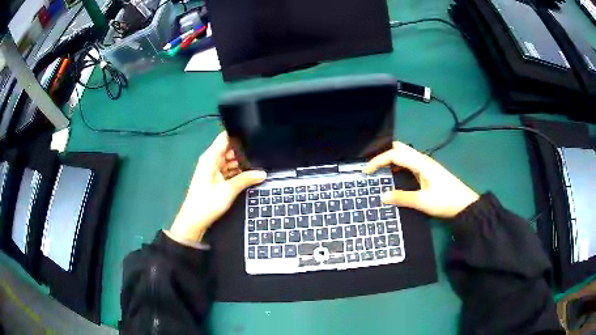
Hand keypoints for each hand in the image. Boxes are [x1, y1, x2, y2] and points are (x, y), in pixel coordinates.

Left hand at [168, 132, 266, 242]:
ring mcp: (213, 169)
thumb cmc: (207, 203)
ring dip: (241, 163)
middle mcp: (211, 160)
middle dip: (243, 151)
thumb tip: (263, 173)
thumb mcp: (228, 191)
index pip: (225, 138)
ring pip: (230, 160)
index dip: (238, 135)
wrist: (194, 221)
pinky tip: (249, 174)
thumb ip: (246, 179)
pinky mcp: (215, 178)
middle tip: (260, 152)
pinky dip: (237, 171)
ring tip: (258, 163)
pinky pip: (228, 169)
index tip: (254, 136)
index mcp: (210, 158)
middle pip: (229, 149)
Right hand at [362, 141, 478, 218]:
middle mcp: (422, 159)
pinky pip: (409, 162)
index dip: (378, 161)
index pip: (395, 154)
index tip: (366, 171)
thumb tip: (381, 196)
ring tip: (380, 172)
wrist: (465, 205)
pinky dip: (398, 165)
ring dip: (391, 160)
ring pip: (405, 154)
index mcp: (420, 163)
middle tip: (373, 169)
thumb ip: (401, 198)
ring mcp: (426, 164)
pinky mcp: (429, 170)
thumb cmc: (445, 201)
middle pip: (399, 148)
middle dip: (384, 155)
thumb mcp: (422, 202)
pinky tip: (396, 177)